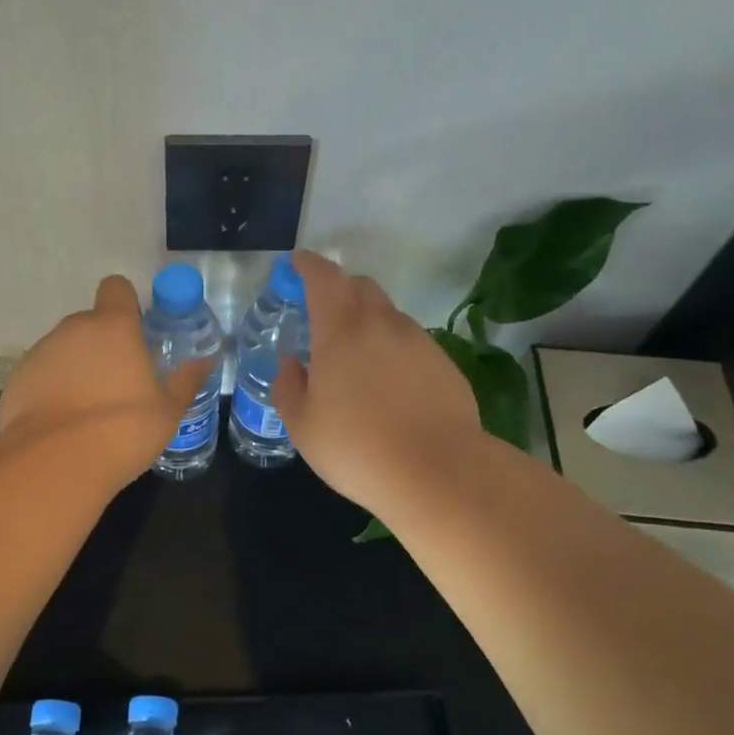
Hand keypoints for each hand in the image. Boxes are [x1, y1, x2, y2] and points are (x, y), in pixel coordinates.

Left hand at [0, 275, 210, 480]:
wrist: (56, 463)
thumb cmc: (124, 429)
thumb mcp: (168, 410)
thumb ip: (185, 381)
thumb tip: (205, 362)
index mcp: (113, 327)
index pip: (116, 288)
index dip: (126, 304)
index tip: (136, 331)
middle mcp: (73, 329)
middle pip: (90, 323)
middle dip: (103, 345)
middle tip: (119, 382)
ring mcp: (40, 353)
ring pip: (64, 350)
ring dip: (76, 367)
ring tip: (88, 409)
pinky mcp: (17, 380)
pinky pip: (41, 375)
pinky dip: (51, 390)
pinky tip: (62, 423)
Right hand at [273, 251, 481, 517]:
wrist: (438, 472)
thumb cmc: (357, 447)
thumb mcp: (302, 425)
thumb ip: (289, 387)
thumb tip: (292, 365)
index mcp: (341, 330)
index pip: (324, 278)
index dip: (308, 265)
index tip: (297, 263)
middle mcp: (382, 324)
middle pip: (361, 287)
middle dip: (339, 289)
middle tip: (323, 313)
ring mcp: (419, 342)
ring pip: (388, 315)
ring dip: (368, 322)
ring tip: (356, 359)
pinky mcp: (444, 365)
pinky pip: (411, 343)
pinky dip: (393, 349)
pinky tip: (389, 386)